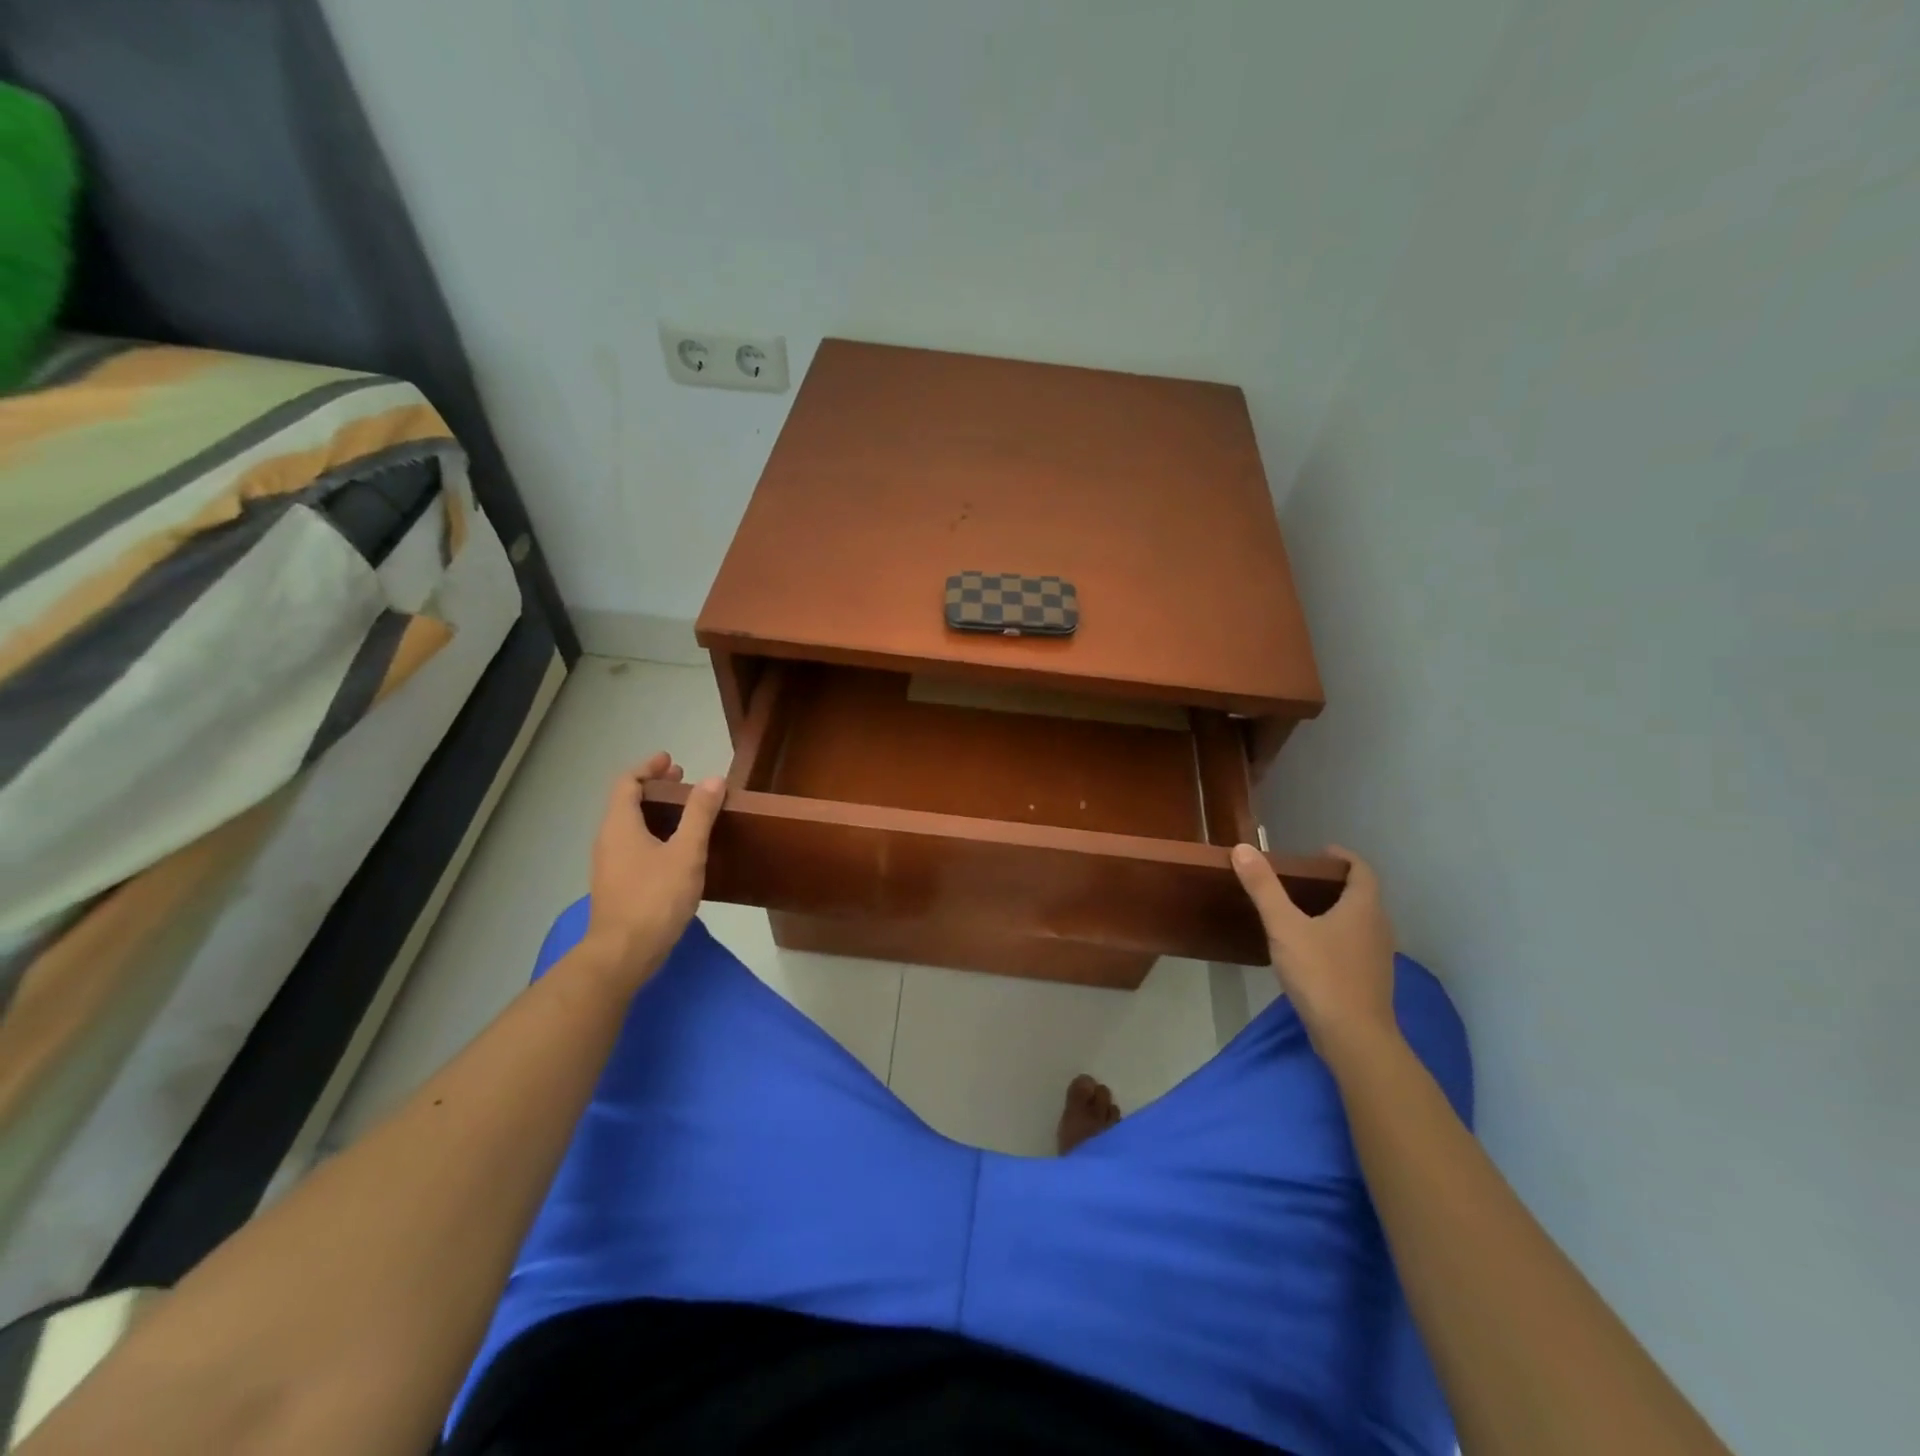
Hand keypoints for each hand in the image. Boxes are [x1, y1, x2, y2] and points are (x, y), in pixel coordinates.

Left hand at [579, 753, 724, 993]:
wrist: (623, 954)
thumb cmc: (654, 898)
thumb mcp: (685, 852)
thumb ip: (699, 815)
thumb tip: (712, 779)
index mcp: (619, 825)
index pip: (627, 783)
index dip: (648, 768)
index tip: (671, 761)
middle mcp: (608, 840)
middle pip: (626, 802)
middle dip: (654, 788)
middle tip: (682, 781)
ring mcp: (610, 865)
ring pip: (630, 826)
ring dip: (655, 812)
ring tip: (685, 812)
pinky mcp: (618, 886)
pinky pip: (633, 846)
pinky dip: (653, 834)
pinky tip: (676, 849)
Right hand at [1231, 843, 1400, 1061]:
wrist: (1354, 1038)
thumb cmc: (1321, 974)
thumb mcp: (1284, 927)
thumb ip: (1263, 888)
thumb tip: (1243, 848)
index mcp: (1363, 908)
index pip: (1362, 870)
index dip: (1343, 858)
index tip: (1320, 853)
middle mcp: (1378, 927)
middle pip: (1363, 895)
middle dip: (1336, 883)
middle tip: (1302, 880)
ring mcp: (1378, 956)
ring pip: (1360, 922)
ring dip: (1338, 911)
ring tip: (1303, 911)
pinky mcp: (1371, 980)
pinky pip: (1356, 945)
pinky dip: (1338, 936)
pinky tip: (1311, 949)